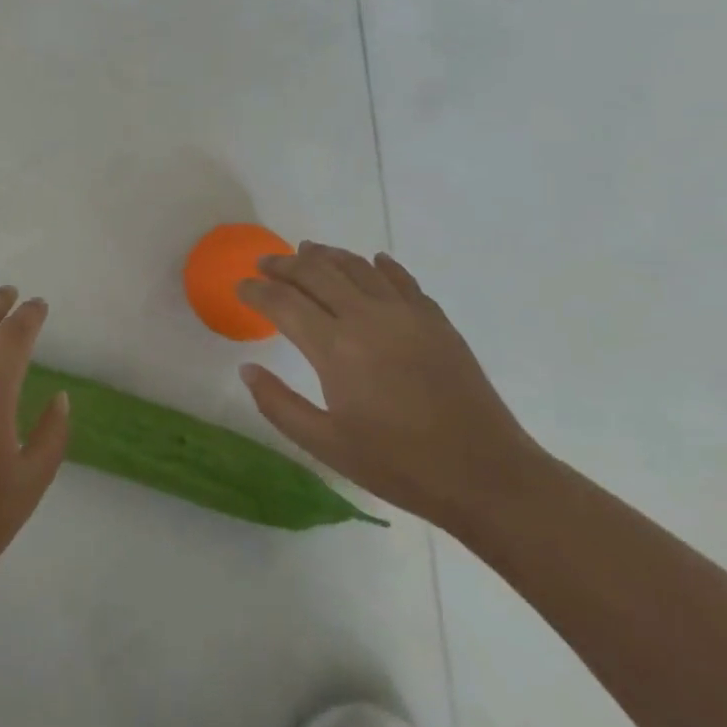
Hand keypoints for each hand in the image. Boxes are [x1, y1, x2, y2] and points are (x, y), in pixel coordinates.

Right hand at [237, 244, 539, 527]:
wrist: (487, 475)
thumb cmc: (399, 465)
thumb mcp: (326, 445)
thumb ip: (279, 404)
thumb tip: (247, 369)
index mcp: (335, 348)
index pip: (283, 302)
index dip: (256, 291)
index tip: (239, 286)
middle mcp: (367, 317)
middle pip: (316, 272)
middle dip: (284, 264)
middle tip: (264, 263)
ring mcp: (406, 314)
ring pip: (357, 266)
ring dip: (326, 255)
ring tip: (307, 251)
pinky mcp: (435, 320)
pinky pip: (401, 279)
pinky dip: (379, 265)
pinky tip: (372, 262)